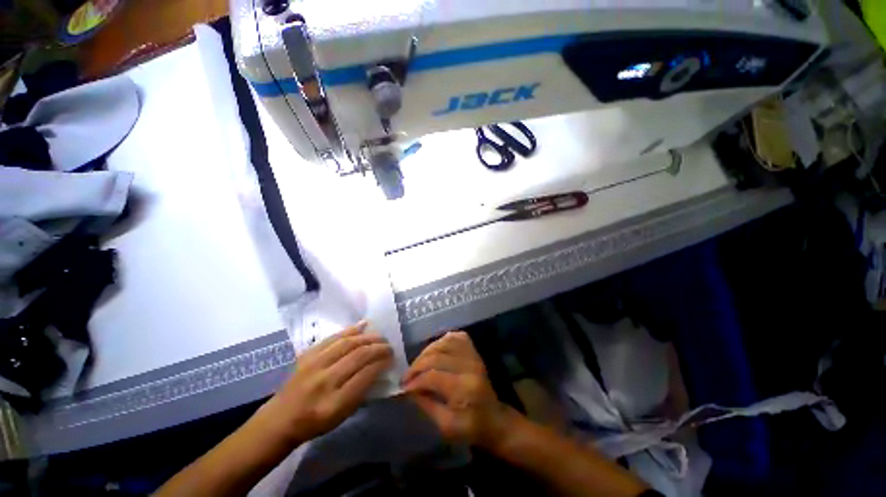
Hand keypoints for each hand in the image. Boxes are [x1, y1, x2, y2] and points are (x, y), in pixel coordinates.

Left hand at [265, 322, 392, 444]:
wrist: (280, 419)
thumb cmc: (315, 422)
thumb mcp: (342, 415)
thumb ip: (362, 391)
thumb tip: (379, 367)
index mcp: (334, 403)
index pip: (365, 375)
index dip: (382, 363)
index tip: (392, 357)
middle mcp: (324, 381)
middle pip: (358, 356)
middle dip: (378, 348)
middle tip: (389, 346)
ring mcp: (313, 365)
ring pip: (347, 343)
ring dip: (368, 337)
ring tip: (380, 336)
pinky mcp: (307, 355)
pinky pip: (333, 338)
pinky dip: (350, 330)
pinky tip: (363, 325)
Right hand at [403, 331, 512, 448]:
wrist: (494, 418)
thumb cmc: (471, 426)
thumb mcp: (446, 426)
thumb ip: (426, 405)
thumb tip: (409, 389)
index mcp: (464, 388)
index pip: (433, 375)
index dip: (415, 380)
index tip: (404, 387)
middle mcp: (469, 366)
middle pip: (436, 356)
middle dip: (417, 366)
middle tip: (407, 377)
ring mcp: (473, 356)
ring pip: (444, 343)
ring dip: (426, 352)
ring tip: (418, 365)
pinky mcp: (474, 351)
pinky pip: (455, 337)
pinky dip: (442, 341)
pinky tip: (434, 351)